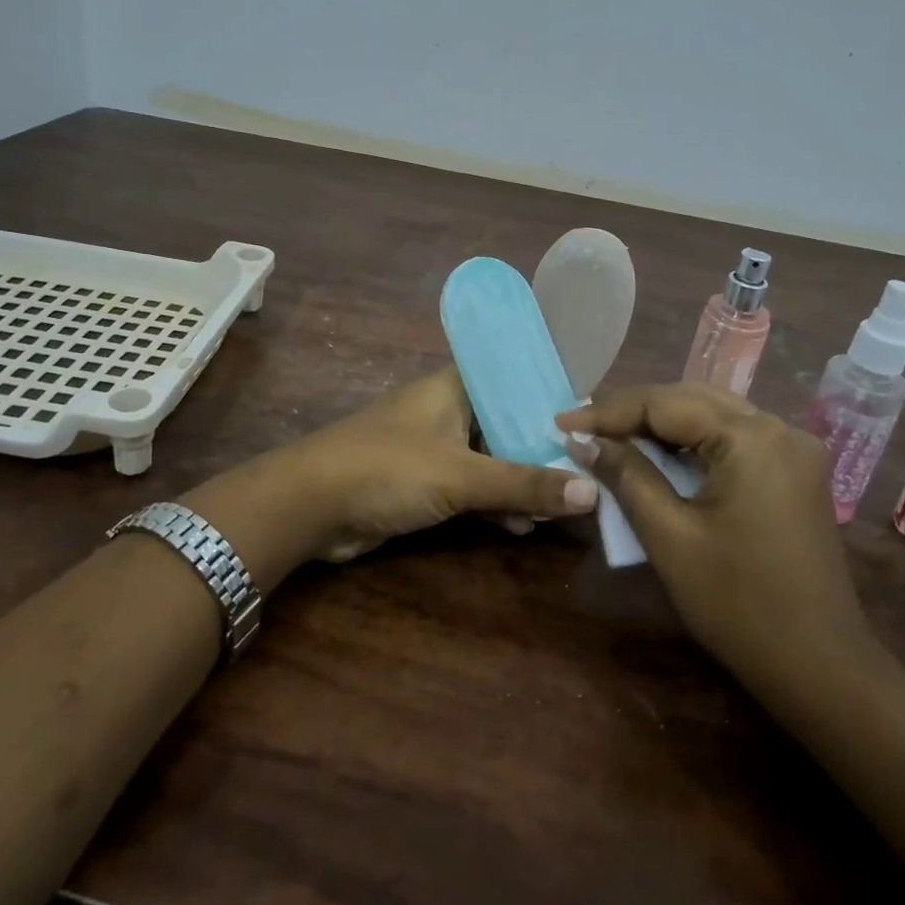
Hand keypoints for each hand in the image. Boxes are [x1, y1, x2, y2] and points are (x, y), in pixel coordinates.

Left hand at [279, 368, 599, 561]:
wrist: (310, 504)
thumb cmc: (388, 468)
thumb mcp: (461, 475)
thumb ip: (524, 483)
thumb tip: (593, 491)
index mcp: (455, 387)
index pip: (512, 377)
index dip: (548, 395)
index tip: (589, 419)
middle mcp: (446, 410)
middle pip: (505, 423)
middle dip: (540, 449)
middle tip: (588, 471)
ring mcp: (432, 447)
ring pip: (489, 459)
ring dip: (518, 482)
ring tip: (562, 506)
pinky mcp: (421, 482)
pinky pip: (468, 487)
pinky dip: (492, 503)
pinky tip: (519, 526)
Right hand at [556, 384, 880, 709]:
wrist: (820, 669)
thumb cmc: (738, 603)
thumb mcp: (668, 536)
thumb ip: (625, 475)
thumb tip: (582, 440)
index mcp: (752, 438)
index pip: (665, 403)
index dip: (608, 411)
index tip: (562, 422)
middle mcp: (779, 428)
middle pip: (691, 400)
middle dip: (633, 412)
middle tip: (583, 427)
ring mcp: (793, 450)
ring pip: (712, 415)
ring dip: (661, 425)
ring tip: (610, 435)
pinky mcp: (795, 472)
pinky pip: (732, 439)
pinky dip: (691, 443)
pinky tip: (658, 455)